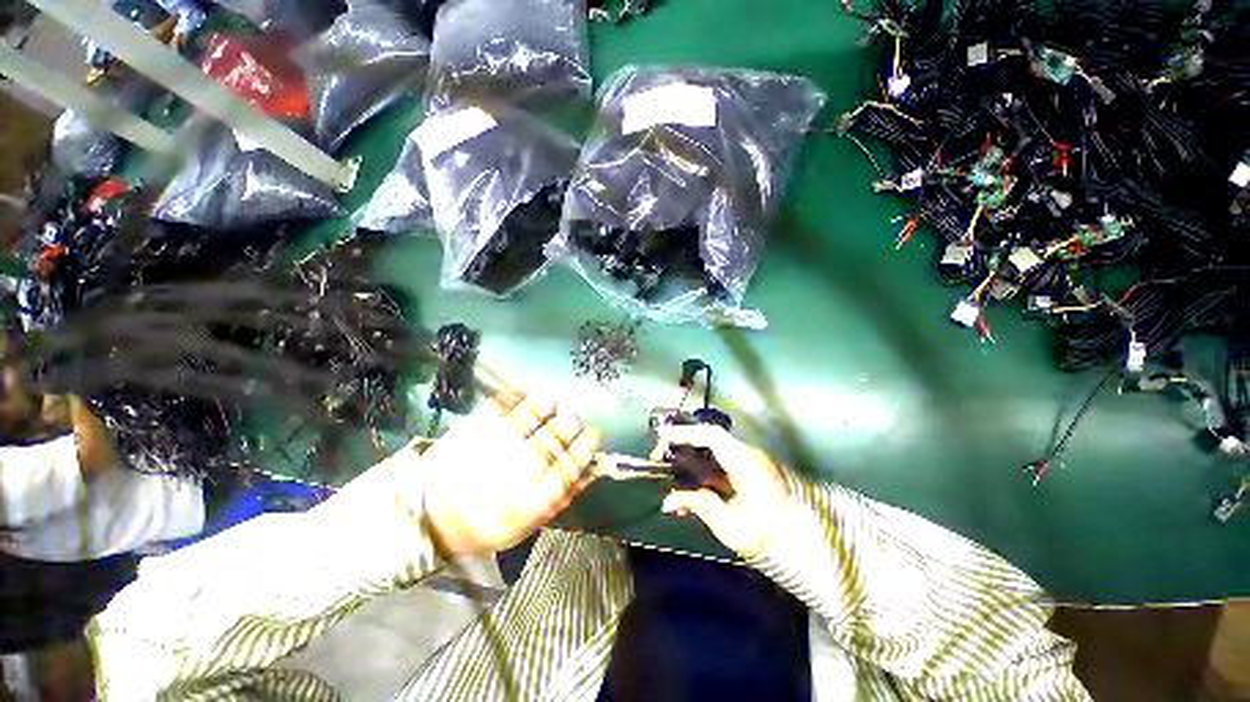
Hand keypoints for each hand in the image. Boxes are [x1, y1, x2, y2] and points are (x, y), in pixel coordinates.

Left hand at [420, 389, 601, 556]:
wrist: (426, 516)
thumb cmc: (483, 524)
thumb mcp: (527, 525)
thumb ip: (562, 499)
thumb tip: (590, 472)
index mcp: (537, 495)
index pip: (576, 459)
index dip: (590, 442)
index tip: (594, 433)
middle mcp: (523, 465)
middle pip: (562, 430)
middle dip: (572, 421)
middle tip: (571, 420)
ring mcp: (500, 441)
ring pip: (538, 409)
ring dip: (549, 404)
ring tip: (549, 406)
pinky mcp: (478, 424)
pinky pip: (506, 399)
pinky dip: (520, 392)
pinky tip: (525, 393)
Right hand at [656, 424, 790, 558]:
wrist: (810, 548)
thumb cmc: (771, 536)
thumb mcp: (732, 526)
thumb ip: (699, 506)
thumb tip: (669, 502)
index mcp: (745, 461)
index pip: (710, 436)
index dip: (684, 433)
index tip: (662, 437)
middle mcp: (747, 456)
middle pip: (709, 441)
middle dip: (682, 446)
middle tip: (659, 457)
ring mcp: (749, 465)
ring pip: (712, 455)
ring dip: (689, 462)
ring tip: (668, 473)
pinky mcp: (749, 477)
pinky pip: (720, 469)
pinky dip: (702, 476)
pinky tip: (689, 494)